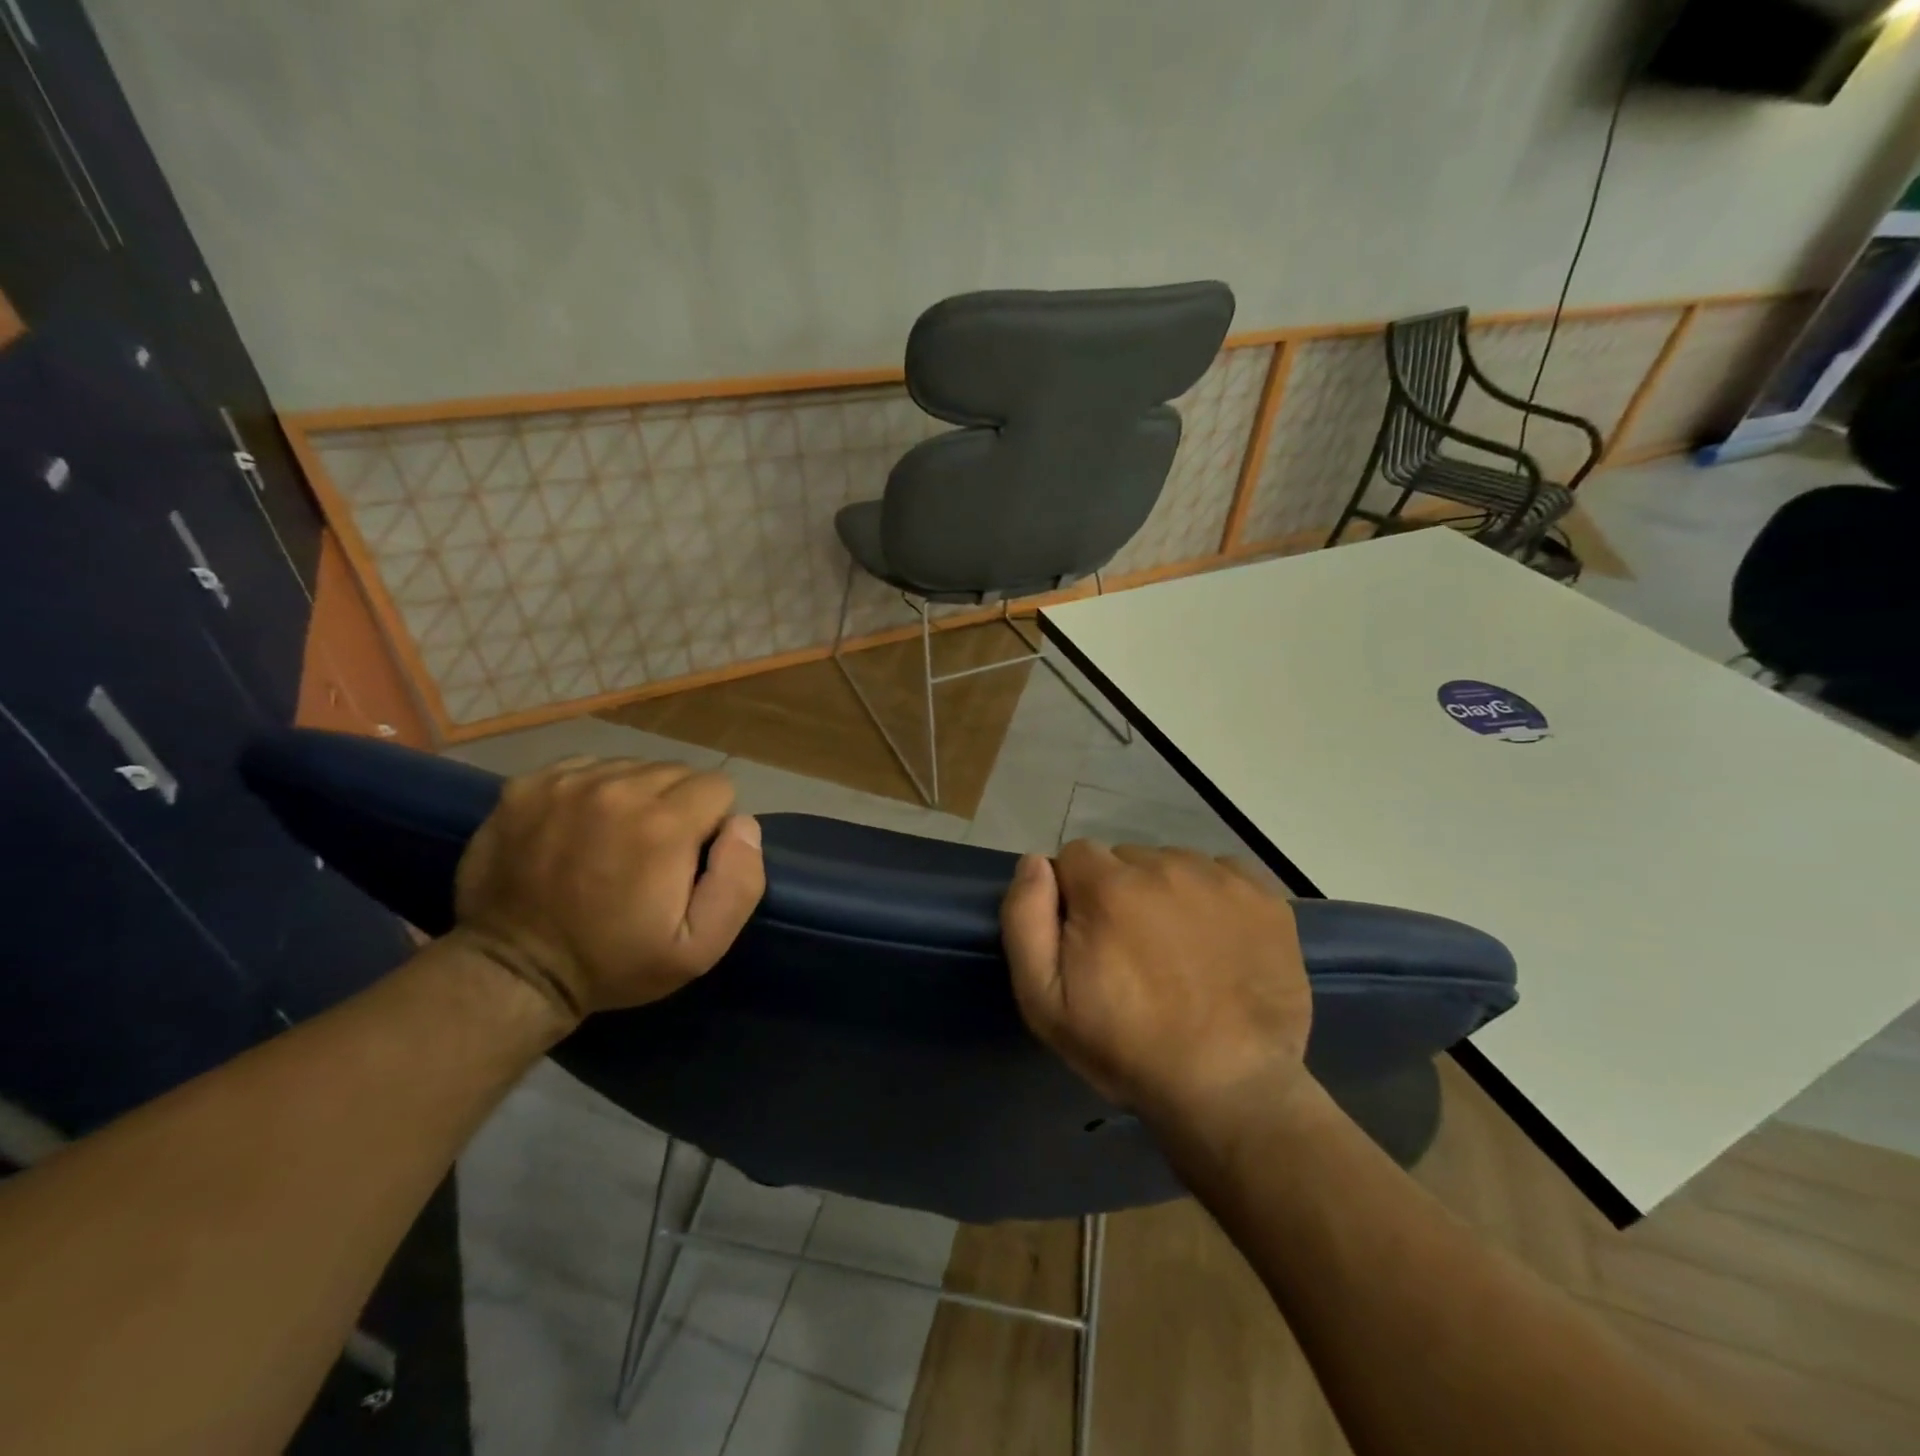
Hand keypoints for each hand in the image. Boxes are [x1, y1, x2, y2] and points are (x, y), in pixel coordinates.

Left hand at [451, 758, 764, 1023]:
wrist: (512, 973)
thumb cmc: (615, 963)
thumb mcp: (700, 948)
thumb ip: (739, 882)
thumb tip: (743, 824)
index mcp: (664, 823)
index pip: (719, 787)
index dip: (712, 824)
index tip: (688, 861)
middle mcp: (618, 788)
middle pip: (677, 772)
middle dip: (677, 807)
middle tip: (652, 855)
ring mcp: (567, 782)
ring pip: (632, 767)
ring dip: (635, 797)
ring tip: (614, 842)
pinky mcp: (527, 785)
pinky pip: (585, 768)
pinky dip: (593, 792)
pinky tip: (579, 830)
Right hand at [1000, 840, 1312, 1122]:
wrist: (1231, 1091)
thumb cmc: (1127, 1048)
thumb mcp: (1044, 1000)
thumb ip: (1025, 919)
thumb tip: (1035, 862)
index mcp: (1109, 887)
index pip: (1076, 855)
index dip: (1075, 895)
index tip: (1089, 938)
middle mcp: (1166, 866)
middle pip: (1126, 859)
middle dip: (1120, 892)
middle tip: (1134, 951)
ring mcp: (1221, 880)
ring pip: (1174, 864)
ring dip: (1166, 894)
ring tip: (1179, 951)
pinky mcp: (1265, 898)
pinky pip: (1223, 874)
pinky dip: (1213, 898)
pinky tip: (1217, 942)